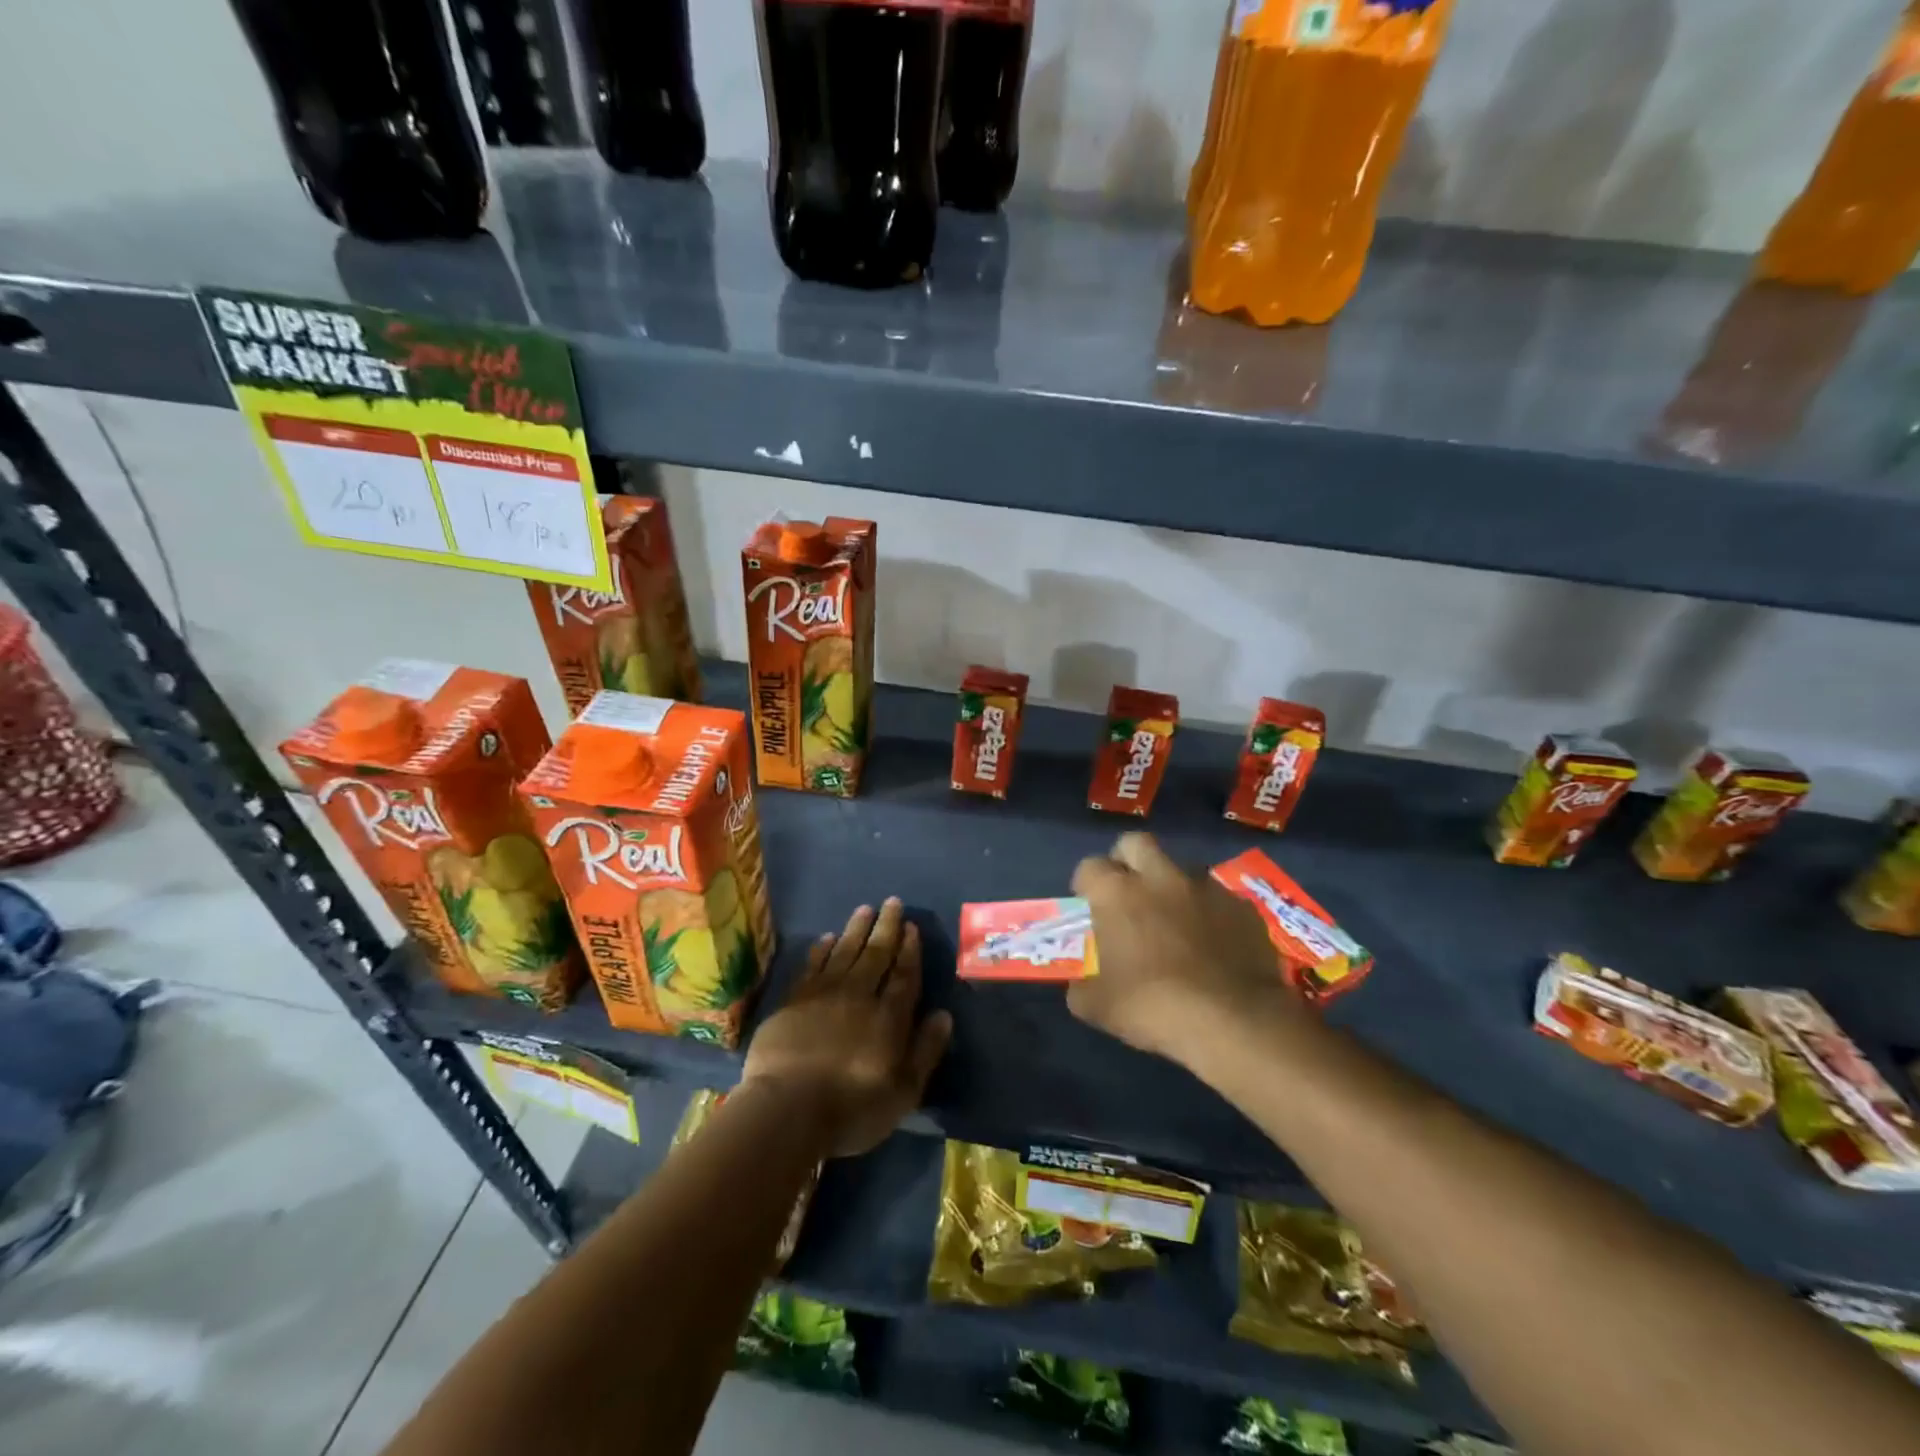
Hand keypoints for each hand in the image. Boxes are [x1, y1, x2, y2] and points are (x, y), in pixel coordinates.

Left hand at [742, 898, 952, 1158]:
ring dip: (856, 929)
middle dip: (886, 927)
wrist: (787, 1110)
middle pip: (876, 954)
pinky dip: (822, 949)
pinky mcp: (794, 1001)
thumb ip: (925, 1050)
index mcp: (889, 1016)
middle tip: (892, 902)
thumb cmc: (852, 1108)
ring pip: (844, 951)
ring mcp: (823, 995)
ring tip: (865, 909)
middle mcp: (859, 995)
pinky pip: (812, 965)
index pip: (903, 975)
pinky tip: (827, 937)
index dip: (909, 950)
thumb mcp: (903, 1091)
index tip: (912, 927)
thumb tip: (944, 1014)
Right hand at [1067, 832, 1298, 1065]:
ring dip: (1171, 886)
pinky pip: (1217, 898)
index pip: (1089, 867)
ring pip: (1181, 868)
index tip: (1089, 909)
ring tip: (1174, 921)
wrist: (1232, 1022)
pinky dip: (1208, 913)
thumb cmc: (1152, 1007)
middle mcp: (1159, 877)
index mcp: (1117, 893)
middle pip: (1135, 843)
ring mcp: (1205, 887)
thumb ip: (1081, 985)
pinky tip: (1212, 944)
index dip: (1086, 885)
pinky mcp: (1241, 906)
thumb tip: (1081, 983)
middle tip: (1128, 895)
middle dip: (1127, 862)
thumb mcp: (1096, 1007)